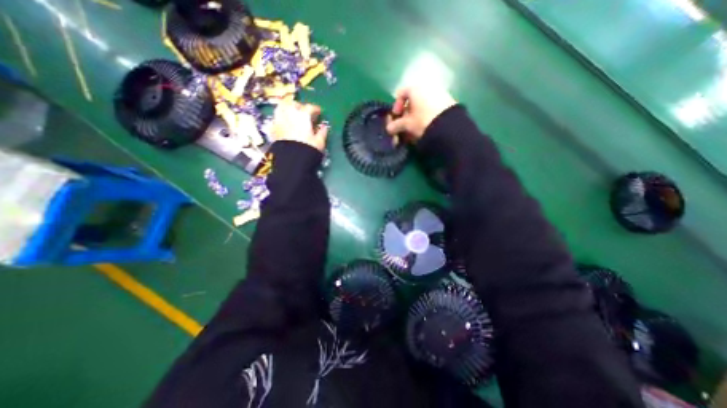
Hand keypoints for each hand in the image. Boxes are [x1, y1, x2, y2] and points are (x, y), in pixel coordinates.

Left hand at [273, 100, 329, 151]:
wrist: (291, 160)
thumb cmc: (308, 150)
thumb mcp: (319, 142)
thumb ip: (322, 132)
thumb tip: (324, 127)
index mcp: (303, 116)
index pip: (310, 108)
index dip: (316, 109)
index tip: (319, 112)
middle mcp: (290, 114)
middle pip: (293, 104)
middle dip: (300, 106)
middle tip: (305, 111)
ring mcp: (279, 120)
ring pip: (281, 108)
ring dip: (288, 109)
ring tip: (293, 114)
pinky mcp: (273, 129)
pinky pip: (276, 119)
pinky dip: (281, 119)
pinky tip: (284, 124)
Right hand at [385, 85, 452, 141]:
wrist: (449, 126)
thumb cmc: (423, 121)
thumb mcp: (407, 124)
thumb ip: (396, 125)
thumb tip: (389, 129)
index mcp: (415, 88)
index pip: (401, 94)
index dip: (396, 106)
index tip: (396, 118)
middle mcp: (427, 87)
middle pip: (411, 100)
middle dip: (406, 115)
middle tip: (404, 127)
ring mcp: (438, 93)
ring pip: (421, 106)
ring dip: (415, 118)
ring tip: (414, 131)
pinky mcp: (447, 102)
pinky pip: (431, 108)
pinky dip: (425, 117)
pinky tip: (425, 128)